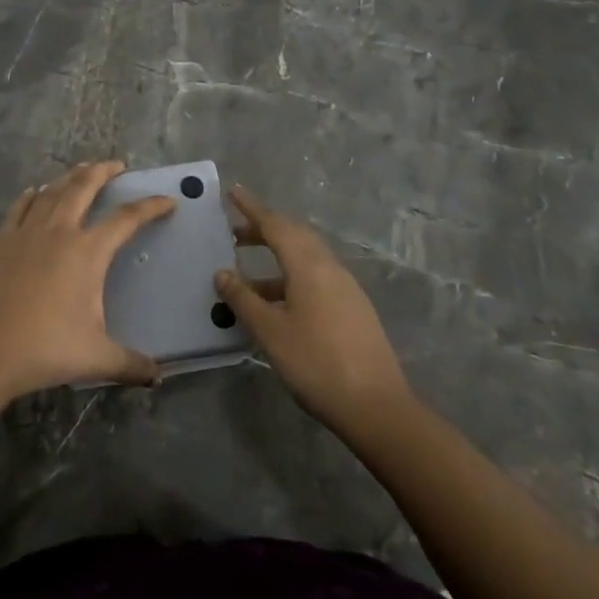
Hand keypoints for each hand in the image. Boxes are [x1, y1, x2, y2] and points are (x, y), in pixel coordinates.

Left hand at [0, 161, 172, 402]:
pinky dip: (32, 195)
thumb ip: (130, 363)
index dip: (150, 207)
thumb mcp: (96, 358)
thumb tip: (156, 376)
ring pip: (52, 191)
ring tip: (80, 170)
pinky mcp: (1, 240)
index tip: (166, 201)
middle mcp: (59, 231)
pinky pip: (20, 207)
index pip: (126, 219)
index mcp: (88, 251)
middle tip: (116, 165)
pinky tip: (35, 192)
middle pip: (84, 187)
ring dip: (69, 177)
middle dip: (103, 171)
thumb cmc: (46, 349)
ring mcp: (27, 232)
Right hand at [214, 186, 409, 432]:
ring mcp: (345, 288)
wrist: (376, 407)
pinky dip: (290, 279)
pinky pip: (316, 279)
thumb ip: (243, 299)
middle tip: (234, 233)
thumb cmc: (315, 363)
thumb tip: (222, 272)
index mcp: (309, 265)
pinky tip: (276, 304)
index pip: (275, 224)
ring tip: (246, 278)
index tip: (233, 191)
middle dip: (264, 231)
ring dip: (276, 259)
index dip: (252, 208)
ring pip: (306, 259)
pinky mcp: (353, 309)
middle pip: (294, 236)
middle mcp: (330, 268)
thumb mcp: (270, 331)